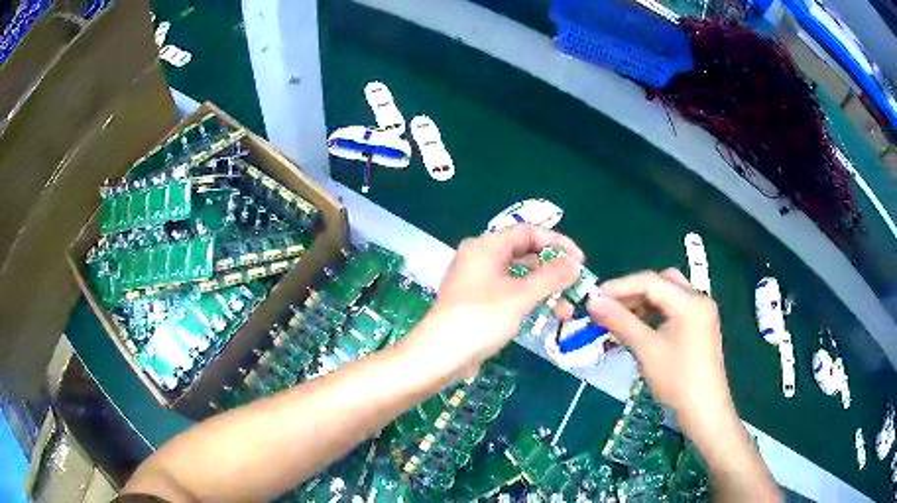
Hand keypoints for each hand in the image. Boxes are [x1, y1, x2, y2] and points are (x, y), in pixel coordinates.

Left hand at [402, 225, 582, 381]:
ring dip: (543, 289)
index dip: (557, 243)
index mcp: (486, 246)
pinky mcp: (475, 301)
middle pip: (524, 253)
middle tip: (574, 286)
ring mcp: (476, 280)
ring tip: (565, 310)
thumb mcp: (521, 296)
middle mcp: (479, 257)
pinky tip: (544, 314)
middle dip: (552, 270)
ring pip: (517, 275)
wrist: (440, 355)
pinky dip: (527, 299)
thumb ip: (551, 276)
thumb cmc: (481, 319)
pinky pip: (508, 291)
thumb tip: (575, 263)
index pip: (528, 232)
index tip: (580, 261)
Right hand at [586, 269, 734, 434]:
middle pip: (662, 282)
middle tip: (609, 306)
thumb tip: (593, 301)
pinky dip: (657, 313)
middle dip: (634, 291)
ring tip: (621, 317)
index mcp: (689, 301)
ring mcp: (702, 313)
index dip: (620, 287)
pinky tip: (641, 327)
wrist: (704, 411)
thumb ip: (621, 321)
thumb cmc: (677, 380)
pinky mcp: (701, 327)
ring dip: (645, 302)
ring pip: (669, 295)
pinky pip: (675, 309)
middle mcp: (699, 299)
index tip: (594, 297)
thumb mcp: (647, 350)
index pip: (650, 281)